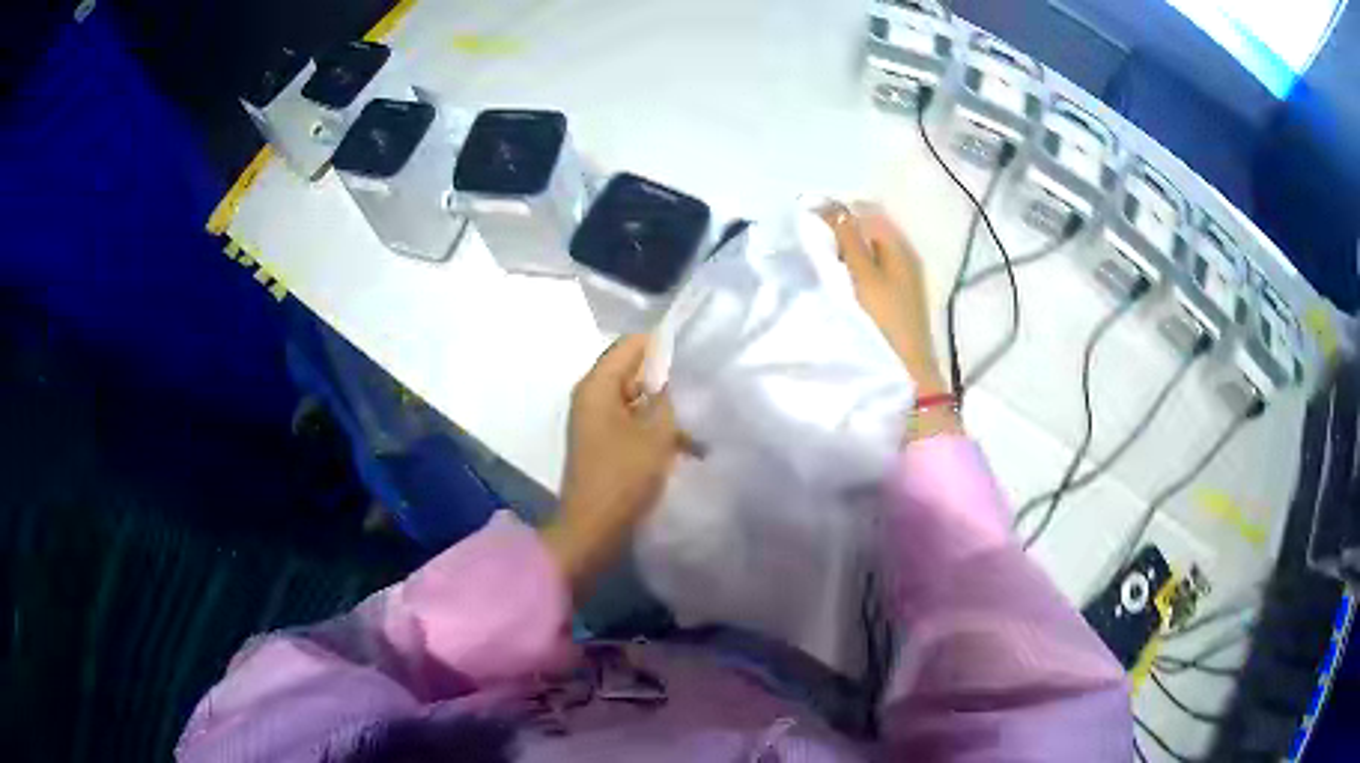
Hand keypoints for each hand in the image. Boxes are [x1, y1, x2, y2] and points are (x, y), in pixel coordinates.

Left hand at [543, 335, 682, 596]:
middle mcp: (593, 397)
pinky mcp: (605, 444)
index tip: (698, 355)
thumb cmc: (623, 478)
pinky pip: (635, 422)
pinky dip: (657, 428)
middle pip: (634, 371)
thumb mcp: (655, 433)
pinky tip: (690, 444)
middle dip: (668, 378)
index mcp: (597, 386)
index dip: (664, 346)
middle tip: (706, 386)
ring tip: (704, 417)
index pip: (632, 344)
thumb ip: (666, 395)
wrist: (594, 530)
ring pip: (637, 399)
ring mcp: (597, 422)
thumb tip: (671, 370)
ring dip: (666, 407)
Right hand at [817, 203, 959, 439]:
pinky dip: (853, 270)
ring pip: (867, 250)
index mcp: (897, 244)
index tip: (808, 224)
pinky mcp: (895, 297)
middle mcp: (903, 254)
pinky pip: (870, 269)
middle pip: (867, 228)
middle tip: (814, 247)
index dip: (836, 212)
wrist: (906, 372)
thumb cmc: (882, 320)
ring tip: (823, 265)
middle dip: (840, 232)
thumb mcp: (861, 275)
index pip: (864, 210)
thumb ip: (846, 238)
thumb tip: (828, 204)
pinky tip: (839, 284)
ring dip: (845, 252)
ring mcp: (901, 277)